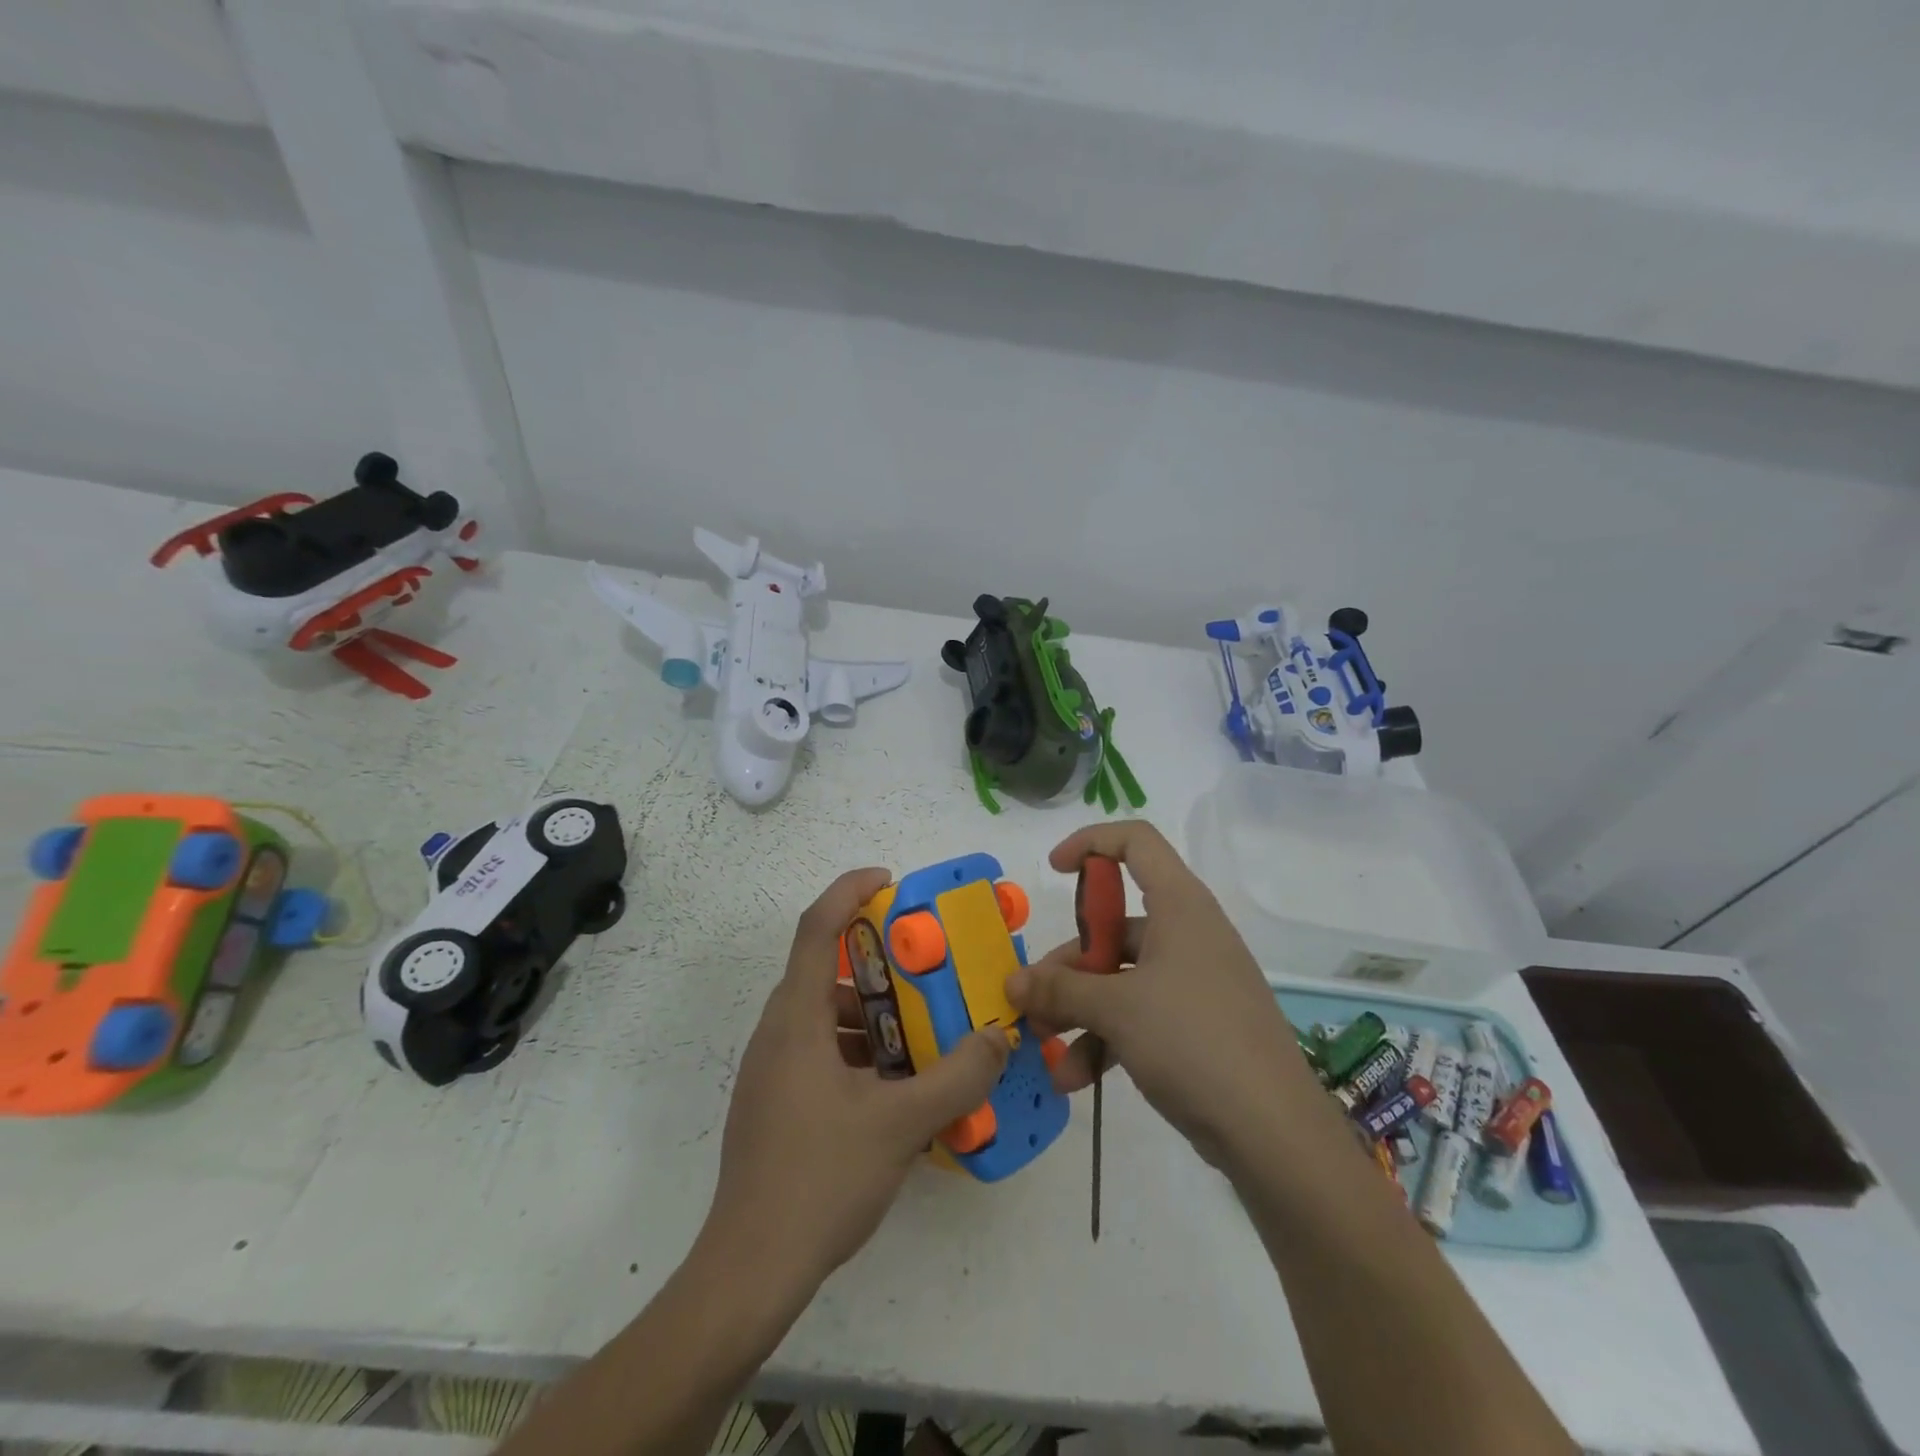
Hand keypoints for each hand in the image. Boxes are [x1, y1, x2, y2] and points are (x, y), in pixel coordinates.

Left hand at [705, 868, 1010, 1285]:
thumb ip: (957, 1077)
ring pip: (825, 1015)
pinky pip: (821, 1050)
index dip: (849, 891)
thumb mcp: (901, 1125)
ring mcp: (772, 1070)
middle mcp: (778, 1032)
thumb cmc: (820, 1179)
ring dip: (873, 1011)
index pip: (815, 927)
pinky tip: (897, 1084)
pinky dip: (860, 1048)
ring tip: (923, 1028)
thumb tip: (1000, 1036)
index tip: (890, 882)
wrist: (751, 1270)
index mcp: (796, 1019)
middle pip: (825, 969)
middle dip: (878, 960)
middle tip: (927, 967)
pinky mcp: (776, 1102)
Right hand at [1006, 822, 1318, 1168]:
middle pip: (1115, 925)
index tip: (1054, 872)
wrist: (1273, 1132)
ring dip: (1078, 1008)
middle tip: (1031, 997)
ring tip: (1043, 1044)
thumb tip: (1012, 984)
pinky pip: (1139, 1015)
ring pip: (1121, 976)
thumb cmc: (1193, 1040)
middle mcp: (1187, 934)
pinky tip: (1075, 1078)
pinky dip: (1105, 1038)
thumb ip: (1059, 989)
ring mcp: (1194, 982)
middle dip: (1067, 961)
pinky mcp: (1196, 1026)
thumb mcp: (1116, 1008)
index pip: (1136, 842)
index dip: (1091, 843)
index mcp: (1179, 905)